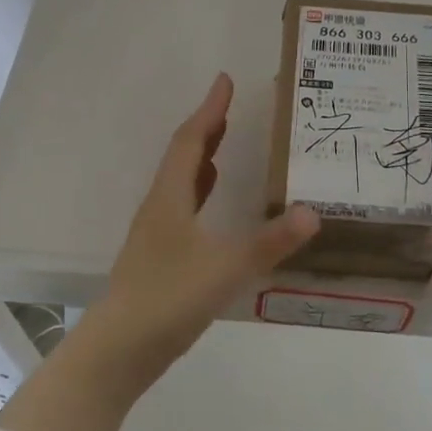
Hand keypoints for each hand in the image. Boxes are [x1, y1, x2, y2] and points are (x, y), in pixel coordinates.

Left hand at [84, 73, 319, 385]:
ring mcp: (155, 234)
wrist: (118, 350)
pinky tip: (211, 206)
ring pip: (181, 183)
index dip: (210, 110)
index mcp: (170, 198)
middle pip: (183, 157)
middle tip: (229, 107)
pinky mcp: (158, 257)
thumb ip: (271, 243)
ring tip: (224, 145)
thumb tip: (312, 213)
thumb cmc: (168, 299)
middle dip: (207, 129)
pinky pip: (182, 209)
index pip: (192, 141)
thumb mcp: (226, 269)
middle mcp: (159, 207)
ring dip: (202, 159)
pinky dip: (200, 193)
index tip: (224, 80)